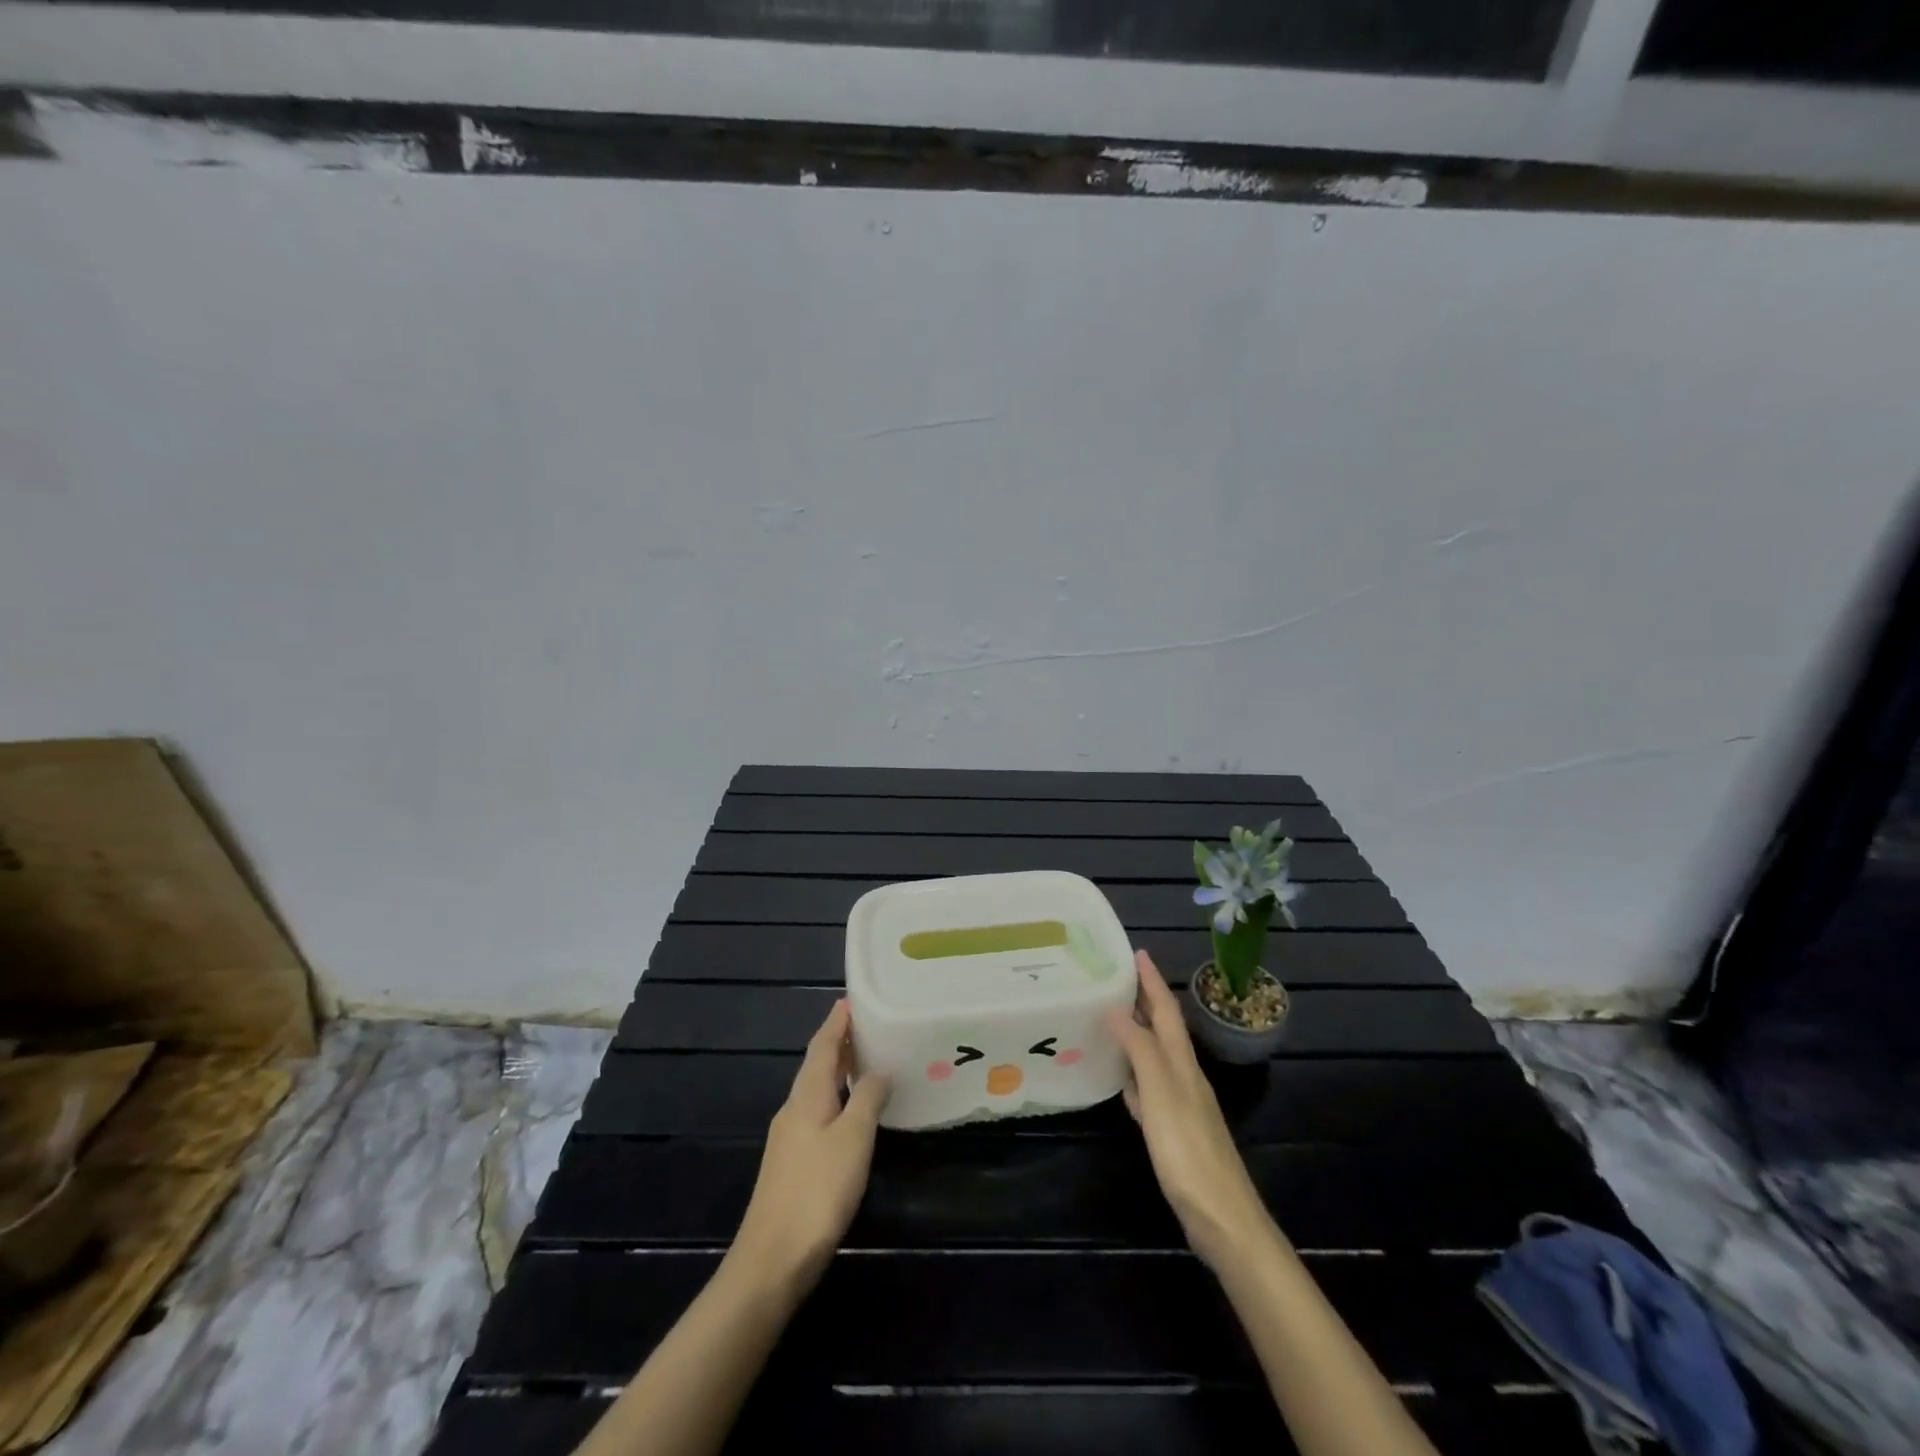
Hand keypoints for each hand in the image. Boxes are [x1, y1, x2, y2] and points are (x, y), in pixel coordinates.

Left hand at [730, 1000, 889, 1298]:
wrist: (772, 1259)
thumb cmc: (817, 1190)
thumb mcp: (853, 1139)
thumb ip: (868, 1099)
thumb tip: (880, 1069)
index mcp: (807, 1095)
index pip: (822, 1046)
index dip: (837, 1022)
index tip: (852, 999)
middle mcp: (794, 1108)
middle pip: (816, 1065)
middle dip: (838, 1042)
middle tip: (867, 1025)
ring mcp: (789, 1137)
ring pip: (816, 1089)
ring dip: (838, 1070)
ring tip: (864, 1059)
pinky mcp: (792, 1162)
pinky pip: (817, 1112)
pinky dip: (836, 1098)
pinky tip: (851, 1111)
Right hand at [1106, 950, 1277, 1270]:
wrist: (1223, 1219)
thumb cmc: (1188, 1151)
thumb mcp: (1162, 1094)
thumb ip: (1140, 1049)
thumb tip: (1117, 1008)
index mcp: (1182, 1063)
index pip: (1167, 1010)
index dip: (1152, 980)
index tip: (1136, 952)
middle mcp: (1184, 1076)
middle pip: (1164, 1029)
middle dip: (1145, 1000)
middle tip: (1115, 978)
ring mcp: (1181, 1105)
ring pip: (1156, 1056)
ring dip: (1138, 1033)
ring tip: (1112, 1018)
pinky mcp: (1174, 1132)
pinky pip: (1150, 1089)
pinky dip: (1135, 1075)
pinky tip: (1122, 1081)